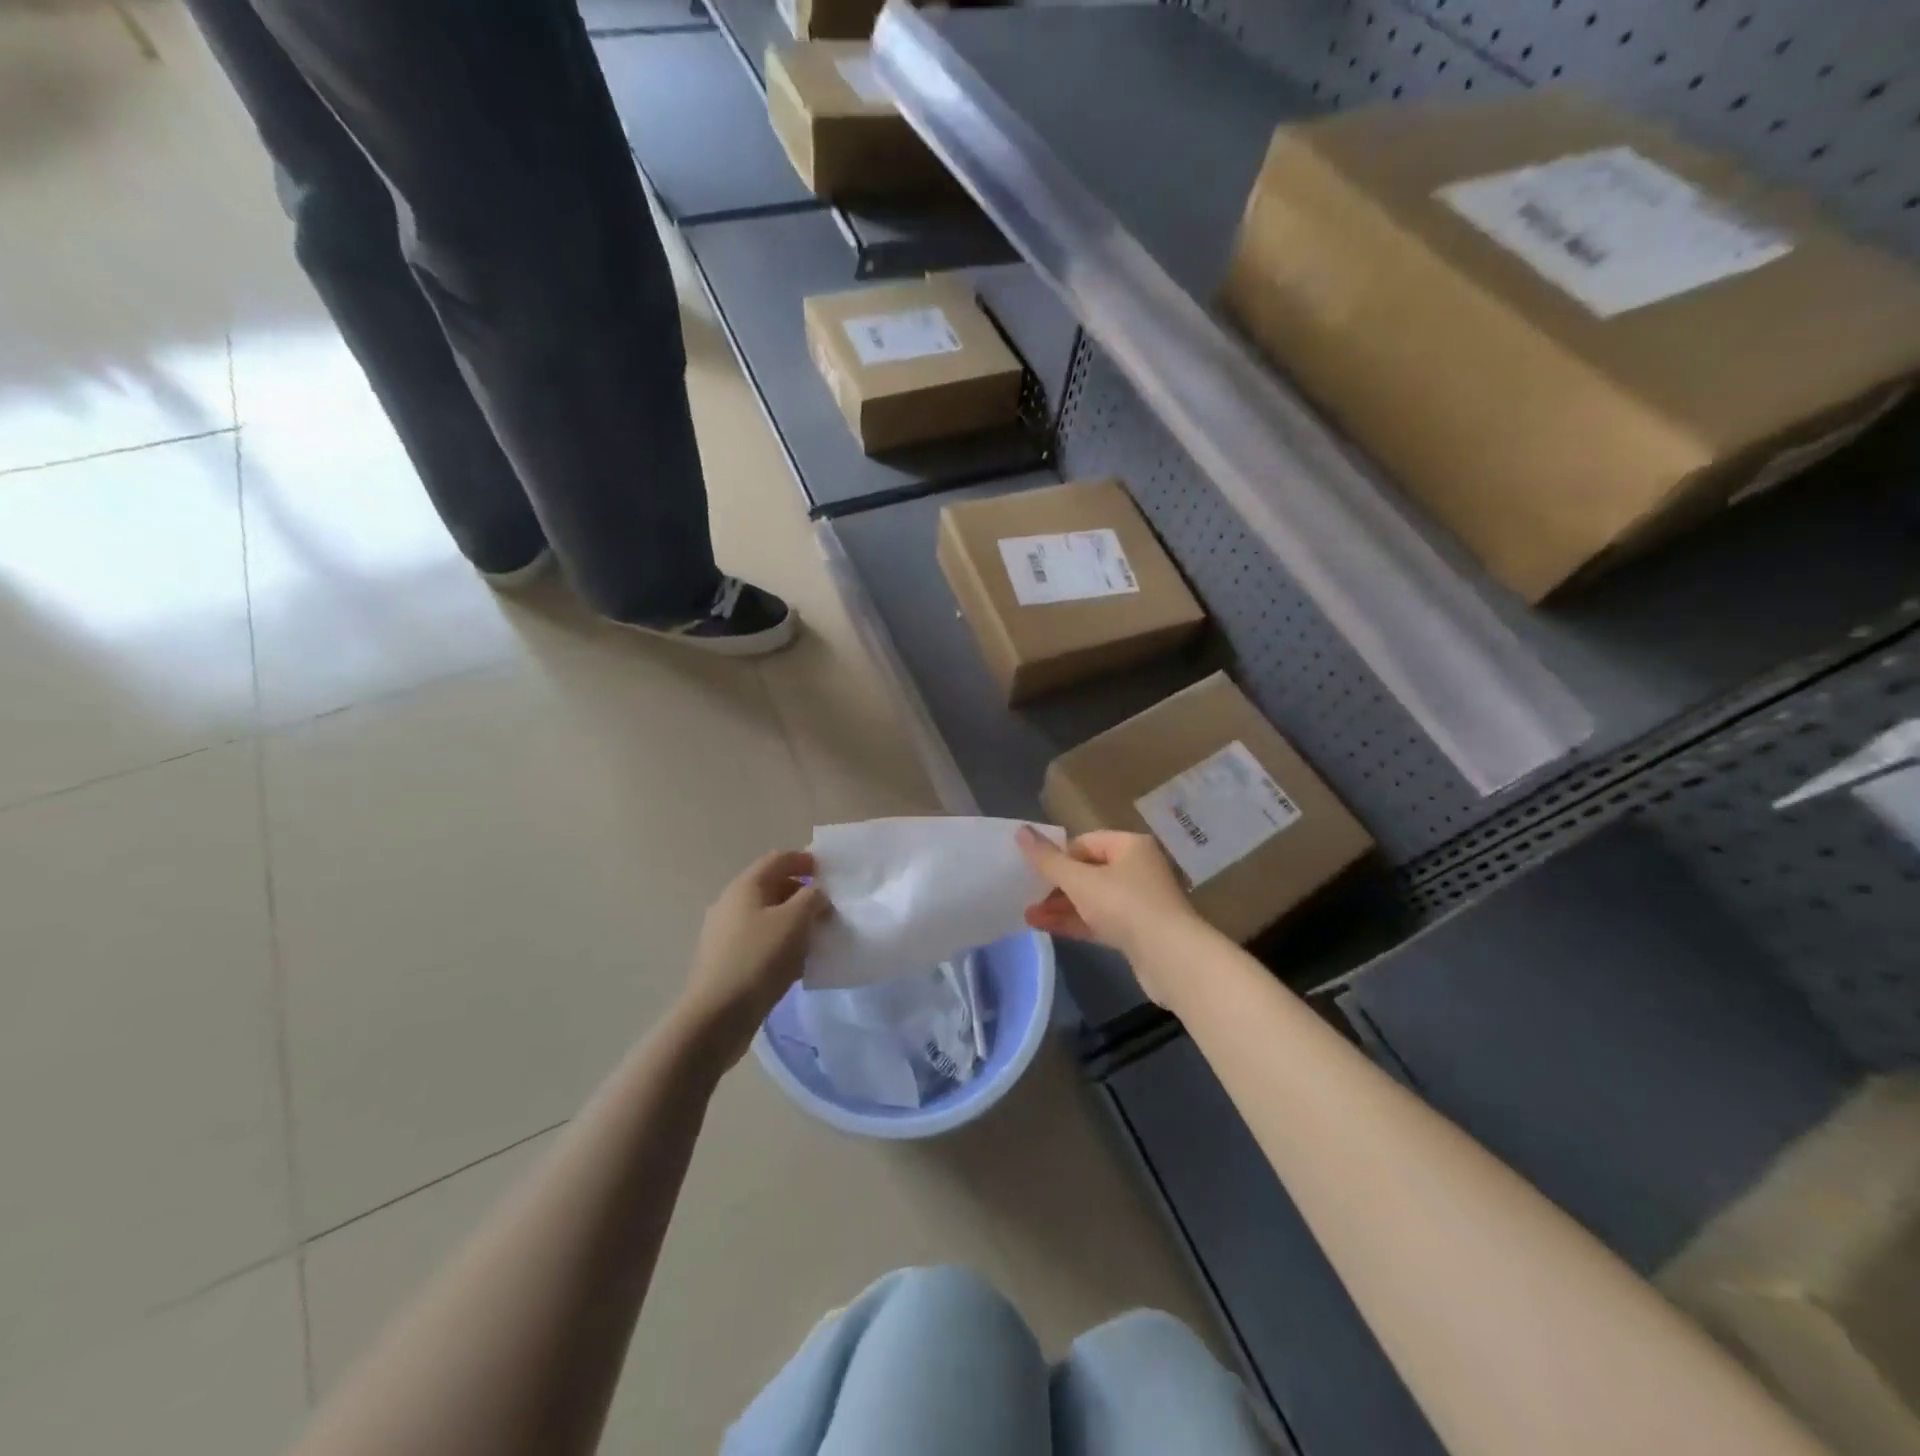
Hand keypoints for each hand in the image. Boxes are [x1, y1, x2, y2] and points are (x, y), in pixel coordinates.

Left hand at [677, 850, 829, 1068]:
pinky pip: (760, 941)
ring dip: (793, 921)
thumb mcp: (794, 921)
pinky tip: (797, 963)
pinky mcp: (727, 961)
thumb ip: (812, 898)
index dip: (804, 860)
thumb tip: (817, 893)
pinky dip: (781, 943)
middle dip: (802, 893)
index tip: (829, 872)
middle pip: (772, 887)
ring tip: (817, 936)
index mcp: (745, 886)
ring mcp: (725, 934)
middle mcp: (731, 904)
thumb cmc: (758, 959)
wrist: (716, 1016)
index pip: (778, 859)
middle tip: (829, 908)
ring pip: (767, 917)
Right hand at [1017, 827, 1208, 1005]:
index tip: (1035, 871)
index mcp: (1130, 846)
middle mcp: (1138, 869)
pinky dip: (1076, 922)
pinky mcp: (1138, 931)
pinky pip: (1101, 920)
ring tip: (1028, 916)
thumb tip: (1021, 831)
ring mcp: (1140, 902)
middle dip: (1056, 885)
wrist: (1171, 958)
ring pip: (1093, 899)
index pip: (1086, 842)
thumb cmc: (1125, 906)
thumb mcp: (1080, 881)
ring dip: (1062, 906)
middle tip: (1027, 895)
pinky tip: (1047, 928)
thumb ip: (1048, 860)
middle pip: (1089, 871)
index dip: (1059, 855)